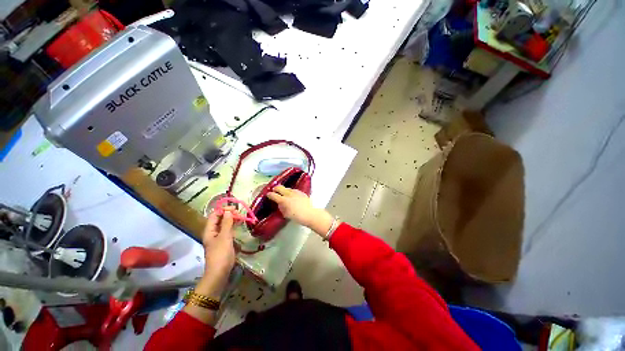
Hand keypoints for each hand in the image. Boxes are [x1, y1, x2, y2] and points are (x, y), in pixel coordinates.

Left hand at [199, 209, 236, 296]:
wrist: (219, 272)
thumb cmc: (221, 253)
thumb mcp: (225, 237)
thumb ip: (227, 223)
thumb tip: (228, 211)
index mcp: (209, 230)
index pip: (214, 215)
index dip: (223, 210)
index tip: (234, 208)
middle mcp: (212, 232)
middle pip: (219, 219)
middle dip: (228, 214)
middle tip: (239, 213)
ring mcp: (218, 237)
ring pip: (224, 224)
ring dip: (231, 219)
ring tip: (241, 217)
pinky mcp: (223, 242)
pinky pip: (227, 230)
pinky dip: (233, 226)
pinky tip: (239, 225)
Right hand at [267, 185, 334, 236]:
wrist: (310, 214)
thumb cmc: (298, 216)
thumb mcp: (286, 214)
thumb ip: (282, 208)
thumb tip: (280, 204)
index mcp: (284, 200)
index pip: (274, 195)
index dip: (269, 194)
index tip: (268, 194)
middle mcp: (289, 194)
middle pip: (279, 187)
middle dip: (275, 188)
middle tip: (274, 190)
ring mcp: (295, 192)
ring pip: (287, 188)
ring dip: (283, 190)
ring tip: (283, 193)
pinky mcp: (301, 192)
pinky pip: (293, 190)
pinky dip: (290, 191)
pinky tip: (291, 195)